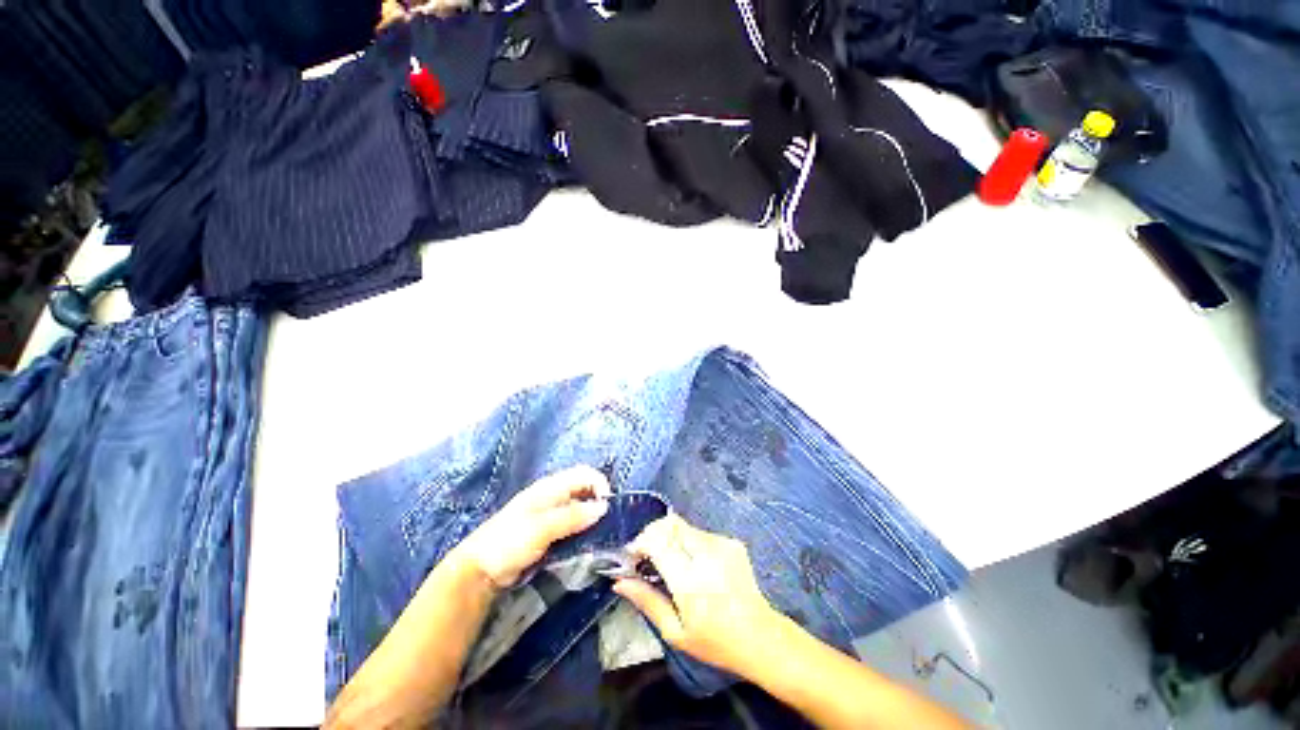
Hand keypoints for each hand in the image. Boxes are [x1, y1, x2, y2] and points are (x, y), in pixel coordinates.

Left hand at [453, 465, 610, 588]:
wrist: (480, 570)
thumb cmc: (509, 542)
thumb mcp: (542, 528)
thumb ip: (572, 516)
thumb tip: (603, 507)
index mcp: (550, 487)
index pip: (584, 474)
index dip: (600, 484)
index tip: (608, 506)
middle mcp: (553, 495)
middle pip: (584, 488)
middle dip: (598, 499)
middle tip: (609, 521)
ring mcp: (550, 513)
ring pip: (580, 506)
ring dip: (592, 515)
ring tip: (603, 532)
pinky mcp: (549, 531)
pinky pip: (573, 523)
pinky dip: (583, 528)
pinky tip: (588, 540)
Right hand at [613, 514, 780, 676]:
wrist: (760, 637)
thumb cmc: (714, 642)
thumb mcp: (675, 632)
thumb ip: (647, 601)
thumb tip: (619, 581)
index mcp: (690, 580)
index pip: (658, 540)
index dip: (641, 542)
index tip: (634, 557)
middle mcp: (706, 554)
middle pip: (670, 524)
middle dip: (653, 534)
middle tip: (648, 556)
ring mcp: (722, 544)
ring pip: (684, 526)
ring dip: (671, 538)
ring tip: (672, 564)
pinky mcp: (731, 542)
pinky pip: (700, 533)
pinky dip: (688, 543)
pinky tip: (694, 565)